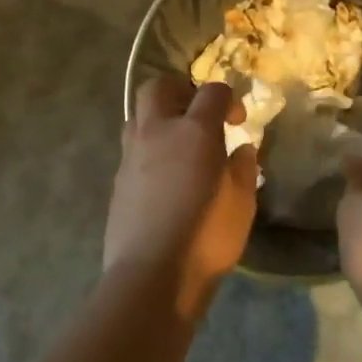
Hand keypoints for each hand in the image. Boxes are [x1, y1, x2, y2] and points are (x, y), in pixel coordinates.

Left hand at [104, 76, 258, 316]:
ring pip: (138, 114)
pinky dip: (149, 147)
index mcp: (194, 131)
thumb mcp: (242, 204)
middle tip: (199, 114)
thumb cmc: (206, 238)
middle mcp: (157, 131)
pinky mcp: (118, 178)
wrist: (151, 275)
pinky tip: (164, 175)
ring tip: (179, 143)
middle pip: (160, 86)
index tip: (238, 122)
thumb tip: (241, 149)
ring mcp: (131, 154)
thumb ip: (243, 169)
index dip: (228, 98)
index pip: (212, 91)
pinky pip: (132, 146)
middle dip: (181, 91)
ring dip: (159, 117)